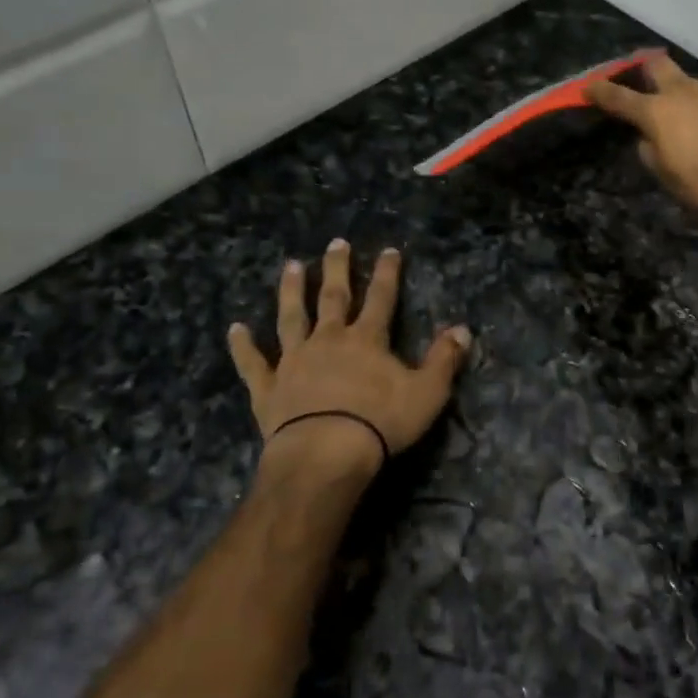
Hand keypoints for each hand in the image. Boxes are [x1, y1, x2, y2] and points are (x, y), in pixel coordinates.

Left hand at [228, 240, 470, 479]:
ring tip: (291, 266)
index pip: (382, 298)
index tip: (389, 250)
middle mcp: (329, 340)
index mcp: (367, 340)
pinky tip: (234, 329)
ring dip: (292, 291)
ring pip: (292, 317)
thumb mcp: (427, 393)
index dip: (387, 273)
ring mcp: (295, 361)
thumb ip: (444, 359)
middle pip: (334, 297)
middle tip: (335, 243)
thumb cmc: (380, 424)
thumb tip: (463, 329)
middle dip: (337, 269)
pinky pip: (253, 363)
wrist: (325, 454)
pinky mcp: (269, 387)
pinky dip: (243, 346)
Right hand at [588, 53, 697, 222]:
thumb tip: (649, 140)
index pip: (619, 98)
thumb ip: (654, 155)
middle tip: (651, 82)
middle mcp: (687, 91)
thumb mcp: (672, 181)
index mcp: (659, 114)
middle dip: (648, 69)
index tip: (588, 86)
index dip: (601, 91)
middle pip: (658, 65)